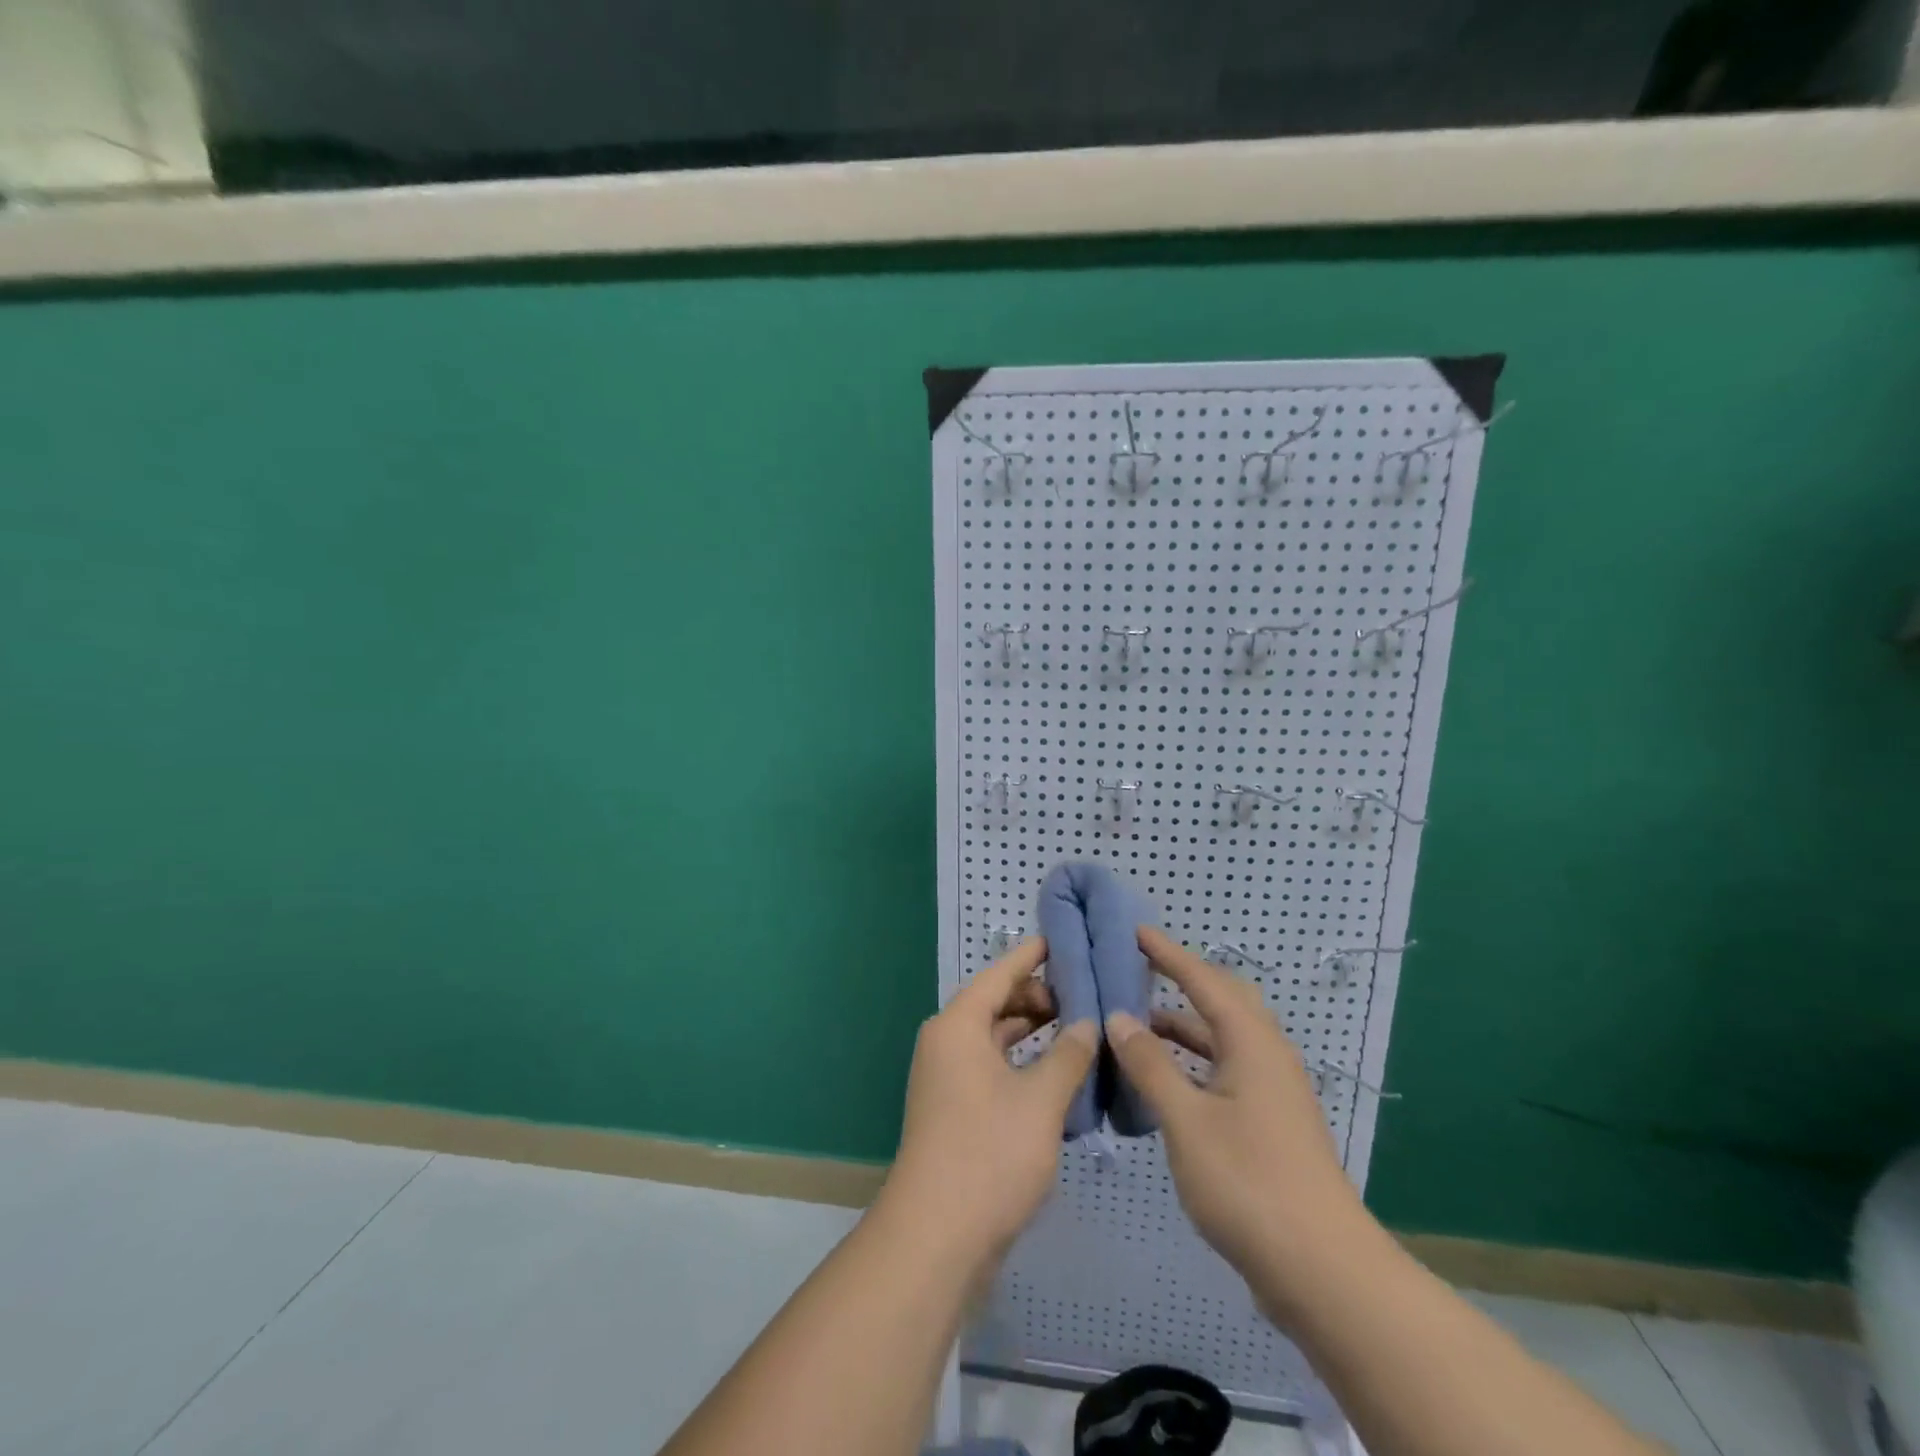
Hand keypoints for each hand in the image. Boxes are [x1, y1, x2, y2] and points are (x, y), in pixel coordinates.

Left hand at [881, 938, 1098, 1268]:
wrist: (936, 1237)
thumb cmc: (989, 1153)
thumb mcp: (1041, 1100)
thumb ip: (1069, 1055)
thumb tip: (1087, 1023)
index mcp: (958, 1025)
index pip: (999, 974)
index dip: (1031, 956)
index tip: (1061, 939)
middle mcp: (947, 1043)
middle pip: (996, 1004)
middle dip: (1038, 996)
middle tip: (1084, 994)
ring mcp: (948, 1079)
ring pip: (995, 1038)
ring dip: (1033, 1032)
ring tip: (1078, 1028)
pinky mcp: (955, 1110)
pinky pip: (993, 1068)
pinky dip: (1022, 1063)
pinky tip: (1057, 1073)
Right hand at [1106, 926, 1369, 1290]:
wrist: (1322, 1272)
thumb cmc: (1249, 1183)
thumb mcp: (1186, 1120)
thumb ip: (1150, 1064)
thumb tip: (1119, 1017)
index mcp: (1252, 1042)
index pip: (1204, 979)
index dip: (1168, 953)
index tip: (1134, 930)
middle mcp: (1266, 1056)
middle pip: (1221, 1001)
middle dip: (1180, 981)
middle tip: (1137, 971)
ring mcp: (1271, 1092)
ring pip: (1221, 1040)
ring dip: (1182, 1027)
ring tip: (1134, 1025)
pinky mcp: (1268, 1123)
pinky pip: (1223, 1071)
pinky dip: (1191, 1063)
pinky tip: (1161, 1080)